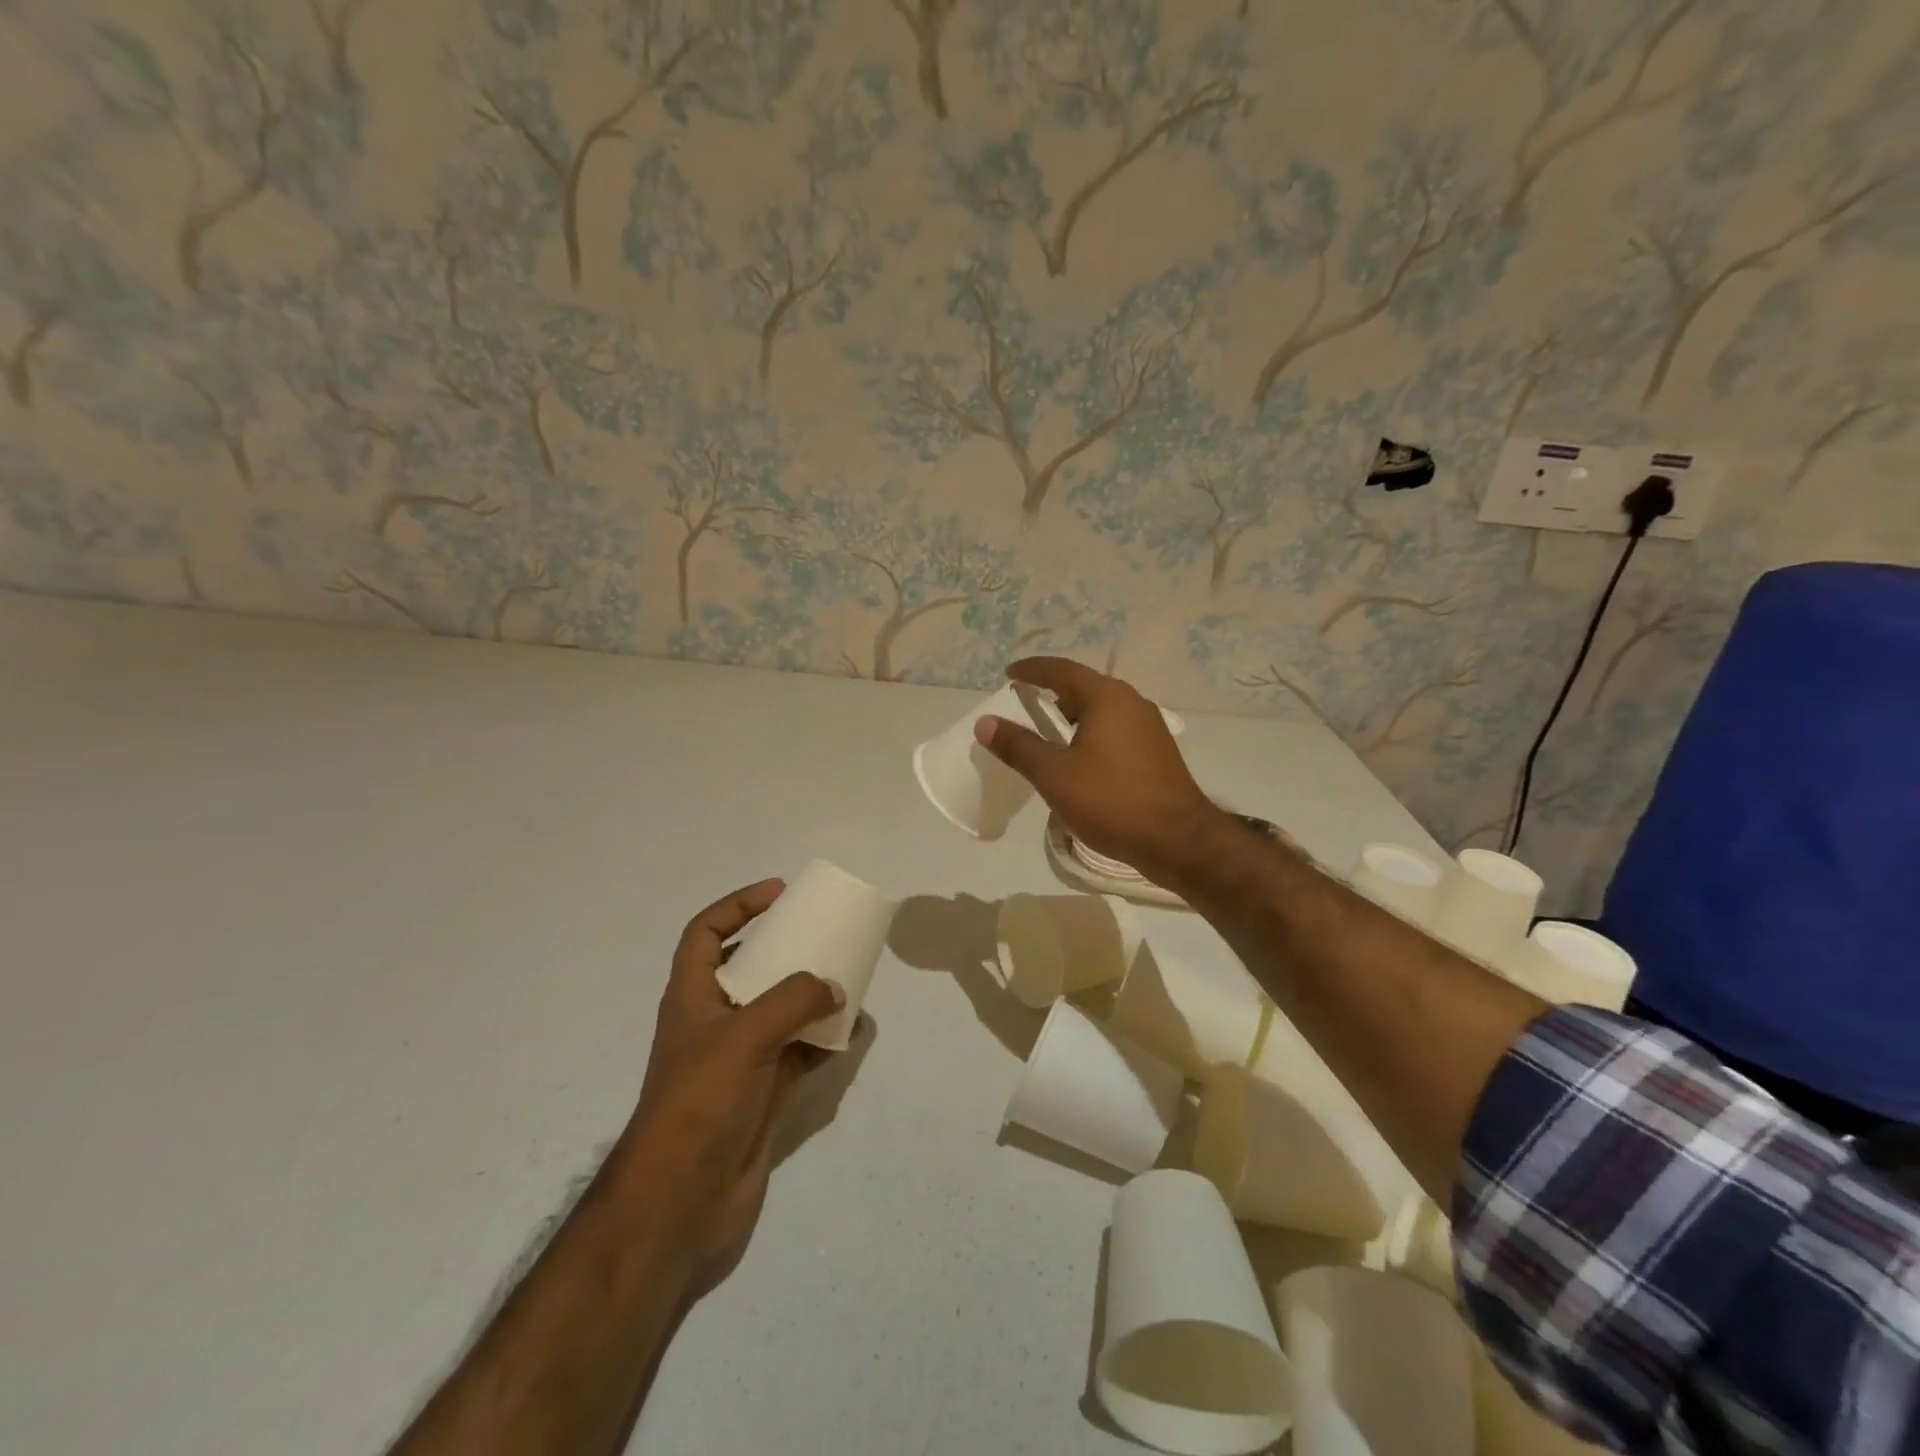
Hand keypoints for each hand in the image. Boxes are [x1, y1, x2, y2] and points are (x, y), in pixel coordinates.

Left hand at [617, 879, 841, 1289]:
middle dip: (785, 947)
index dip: (737, 906)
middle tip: (824, 932)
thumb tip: (834, 985)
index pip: (706, 933)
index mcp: (693, 997)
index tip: (779, 893)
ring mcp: (741, 1060)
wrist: (681, 1204)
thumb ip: (793, 1001)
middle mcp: (716, 1022)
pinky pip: (801, 1052)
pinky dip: (827, 1039)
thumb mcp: (744, 1037)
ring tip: (848, 976)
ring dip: (812, 993)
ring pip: (781, 1010)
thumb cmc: (699, 1104)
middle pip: (750, 967)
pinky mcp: (764, 1092)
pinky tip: (855, 1031)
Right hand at [975, 657, 1221, 885]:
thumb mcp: (1054, 775)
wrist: (1178, 841)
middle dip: (1053, 692)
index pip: (1061, 670)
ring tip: (1049, 734)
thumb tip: (985, 722)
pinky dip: (1091, 733)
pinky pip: (1116, 729)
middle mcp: (1131, 703)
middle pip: (1084, 687)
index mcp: (1106, 698)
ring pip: (1102, 710)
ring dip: (1073, 715)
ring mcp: (1149, 727)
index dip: (1032, 670)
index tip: (1009, 675)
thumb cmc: (1111, 801)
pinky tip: (1081, 759)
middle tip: (1025, 704)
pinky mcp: (1157, 752)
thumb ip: (1018, 746)